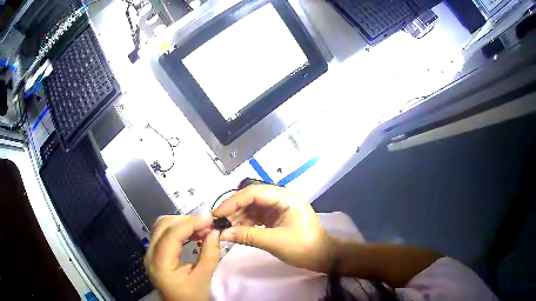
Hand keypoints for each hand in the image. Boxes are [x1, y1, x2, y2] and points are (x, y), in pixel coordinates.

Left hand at [144, 215, 219, 300]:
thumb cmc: (191, 297)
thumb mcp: (203, 278)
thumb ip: (209, 254)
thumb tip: (215, 232)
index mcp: (160, 263)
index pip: (171, 234)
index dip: (191, 223)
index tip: (210, 219)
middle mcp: (149, 254)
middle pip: (163, 225)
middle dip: (186, 221)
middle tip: (207, 225)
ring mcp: (149, 252)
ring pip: (162, 226)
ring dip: (182, 223)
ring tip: (201, 229)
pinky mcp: (154, 253)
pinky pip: (163, 233)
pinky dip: (178, 229)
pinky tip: (192, 234)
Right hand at [212, 185, 336, 272]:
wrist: (322, 257)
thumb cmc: (304, 248)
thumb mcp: (275, 242)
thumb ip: (247, 236)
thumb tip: (221, 234)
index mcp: (286, 198)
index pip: (254, 192)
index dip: (233, 201)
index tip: (217, 214)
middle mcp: (282, 198)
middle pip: (252, 197)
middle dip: (234, 208)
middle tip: (218, 221)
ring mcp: (279, 207)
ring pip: (253, 206)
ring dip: (238, 216)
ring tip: (224, 228)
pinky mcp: (277, 217)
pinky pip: (257, 215)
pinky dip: (246, 222)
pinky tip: (236, 230)